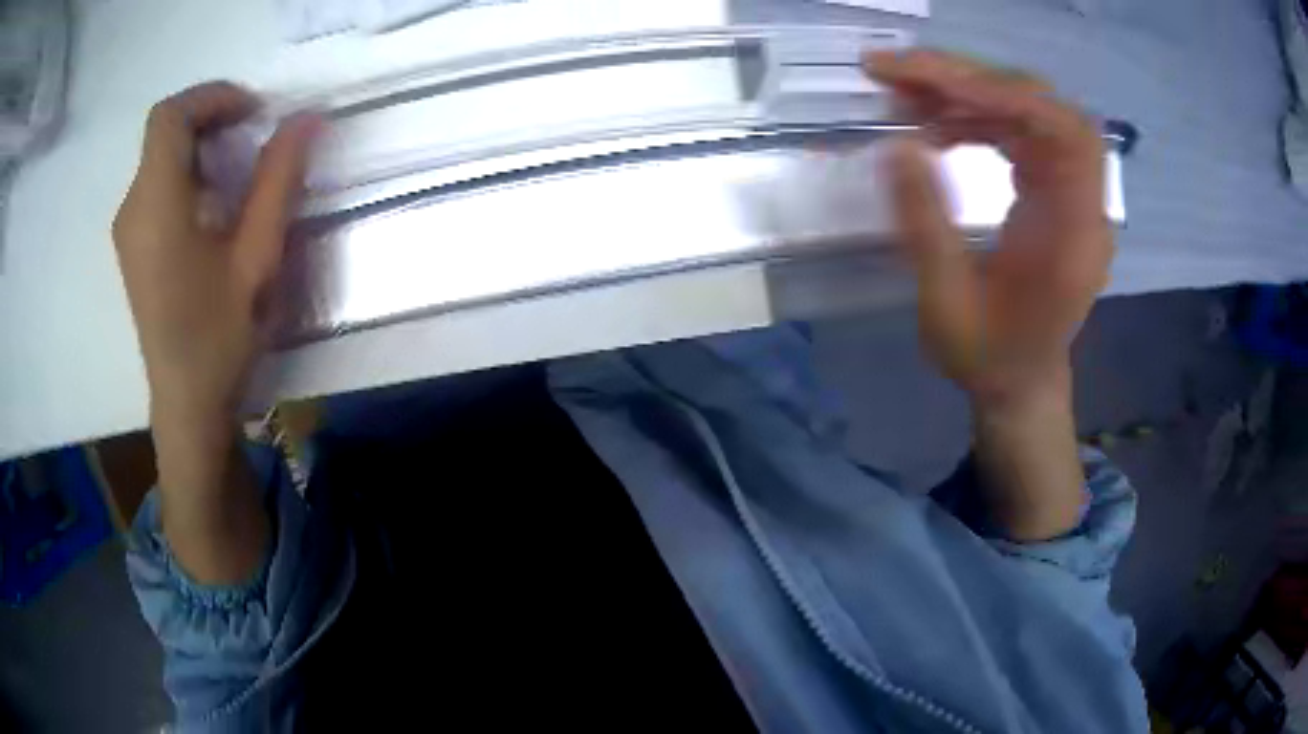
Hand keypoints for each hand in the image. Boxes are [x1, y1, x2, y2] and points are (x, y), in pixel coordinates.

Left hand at [113, 81, 317, 581]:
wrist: (186, 406)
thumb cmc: (218, 338)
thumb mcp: (256, 258)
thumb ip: (278, 181)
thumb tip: (306, 119)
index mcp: (156, 205)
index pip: (171, 115)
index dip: (212, 97)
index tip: (253, 112)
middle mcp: (132, 208)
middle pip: (164, 131)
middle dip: (210, 116)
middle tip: (254, 132)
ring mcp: (128, 229)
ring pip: (159, 156)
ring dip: (200, 144)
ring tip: (238, 167)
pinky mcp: (133, 246)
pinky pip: (155, 184)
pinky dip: (186, 171)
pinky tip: (212, 203)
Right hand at [866, 51, 1111, 539]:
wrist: (1022, 382)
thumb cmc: (989, 359)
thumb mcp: (946, 307)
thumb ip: (926, 227)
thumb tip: (896, 147)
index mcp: (1074, 239)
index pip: (1062, 133)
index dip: (1001, 92)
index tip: (925, 78)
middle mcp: (1083, 205)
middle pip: (1045, 108)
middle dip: (972, 80)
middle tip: (898, 72)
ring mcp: (1070, 193)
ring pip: (1030, 111)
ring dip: (967, 93)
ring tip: (905, 96)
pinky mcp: (1053, 190)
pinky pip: (1020, 131)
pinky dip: (976, 115)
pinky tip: (936, 126)